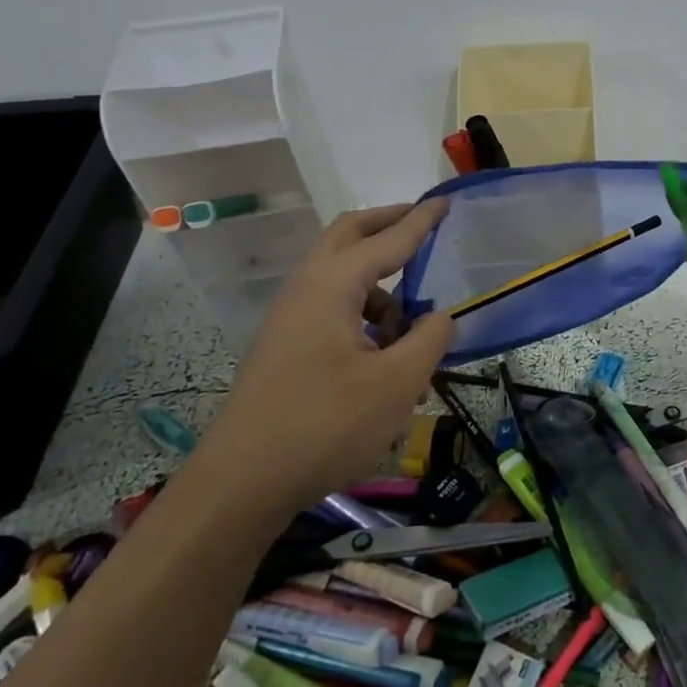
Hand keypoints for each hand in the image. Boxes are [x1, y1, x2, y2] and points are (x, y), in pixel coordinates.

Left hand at [202, 199, 454, 515]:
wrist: (240, 485)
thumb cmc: (324, 426)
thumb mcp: (396, 383)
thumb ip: (429, 339)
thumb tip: (441, 316)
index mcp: (332, 286)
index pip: (387, 239)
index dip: (421, 221)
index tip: (446, 202)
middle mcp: (307, 289)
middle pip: (349, 237)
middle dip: (389, 226)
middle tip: (426, 226)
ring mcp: (291, 319)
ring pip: (342, 279)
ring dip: (382, 286)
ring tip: (415, 328)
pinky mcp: (287, 347)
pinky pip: (334, 310)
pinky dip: (366, 317)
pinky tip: (386, 359)